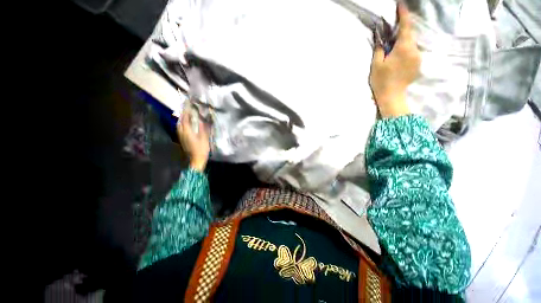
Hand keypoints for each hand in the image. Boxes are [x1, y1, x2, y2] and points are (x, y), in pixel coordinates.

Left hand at [177, 107, 210, 171]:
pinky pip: (181, 129)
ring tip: (188, 116)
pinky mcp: (182, 140)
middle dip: (183, 114)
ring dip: (183, 120)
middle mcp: (182, 133)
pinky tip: (188, 126)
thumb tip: (204, 118)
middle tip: (188, 110)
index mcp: (187, 131)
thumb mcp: (204, 138)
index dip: (186, 111)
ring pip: (179, 125)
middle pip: (180, 121)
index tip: (188, 104)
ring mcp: (181, 137)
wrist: (196, 160)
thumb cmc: (201, 149)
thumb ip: (204, 127)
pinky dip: (183, 125)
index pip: (185, 118)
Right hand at [369, 3, 420, 117]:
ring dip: (403, 41)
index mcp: (403, 48)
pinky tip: (398, 58)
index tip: (401, 5)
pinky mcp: (418, 64)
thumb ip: (380, 48)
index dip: (404, 14)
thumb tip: (381, 38)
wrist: (392, 96)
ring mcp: (418, 57)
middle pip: (409, 34)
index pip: (406, 26)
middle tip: (392, 30)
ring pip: (411, 43)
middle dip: (402, 30)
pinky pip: (412, 52)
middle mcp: (414, 50)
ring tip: (393, 47)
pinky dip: (406, 50)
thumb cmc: (382, 80)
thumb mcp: (376, 64)